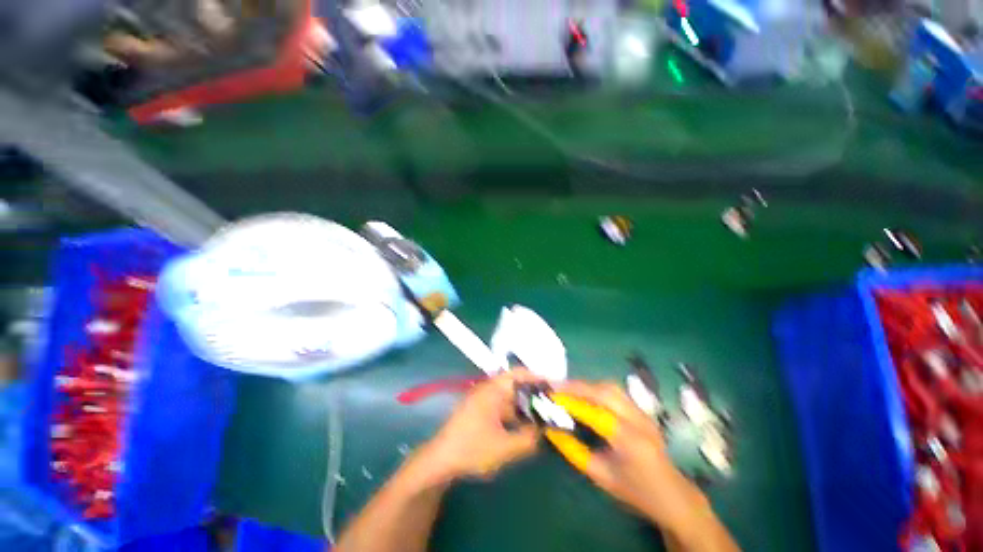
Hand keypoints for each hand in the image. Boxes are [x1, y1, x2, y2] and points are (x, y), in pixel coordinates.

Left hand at [420, 371, 540, 482]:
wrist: (440, 460)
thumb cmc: (472, 449)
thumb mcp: (504, 448)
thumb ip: (528, 439)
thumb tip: (544, 431)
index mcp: (493, 391)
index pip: (518, 374)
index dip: (536, 377)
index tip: (553, 385)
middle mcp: (488, 390)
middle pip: (515, 385)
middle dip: (533, 393)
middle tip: (551, 404)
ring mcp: (483, 400)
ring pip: (509, 397)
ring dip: (524, 405)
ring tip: (541, 416)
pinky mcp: (480, 410)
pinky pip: (502, 406)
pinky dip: (514, 413)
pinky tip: (523, 426)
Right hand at [557, 381, 712, 537]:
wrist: (674, 496)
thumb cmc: (635, 491)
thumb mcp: (601, 476)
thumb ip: (574, 451)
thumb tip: (551, 429)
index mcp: (629, 440)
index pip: (594, 412)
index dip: (571, 402)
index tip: (550, 396)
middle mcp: (638, 420)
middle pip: (604, 391)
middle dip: (577, 386)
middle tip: (555, 387)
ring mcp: (643, 413)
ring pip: (611, 387)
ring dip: (586, 385)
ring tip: (567, 389)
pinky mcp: (642, 410)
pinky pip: (616, 392)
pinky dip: (596, 389)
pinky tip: (585, 394)